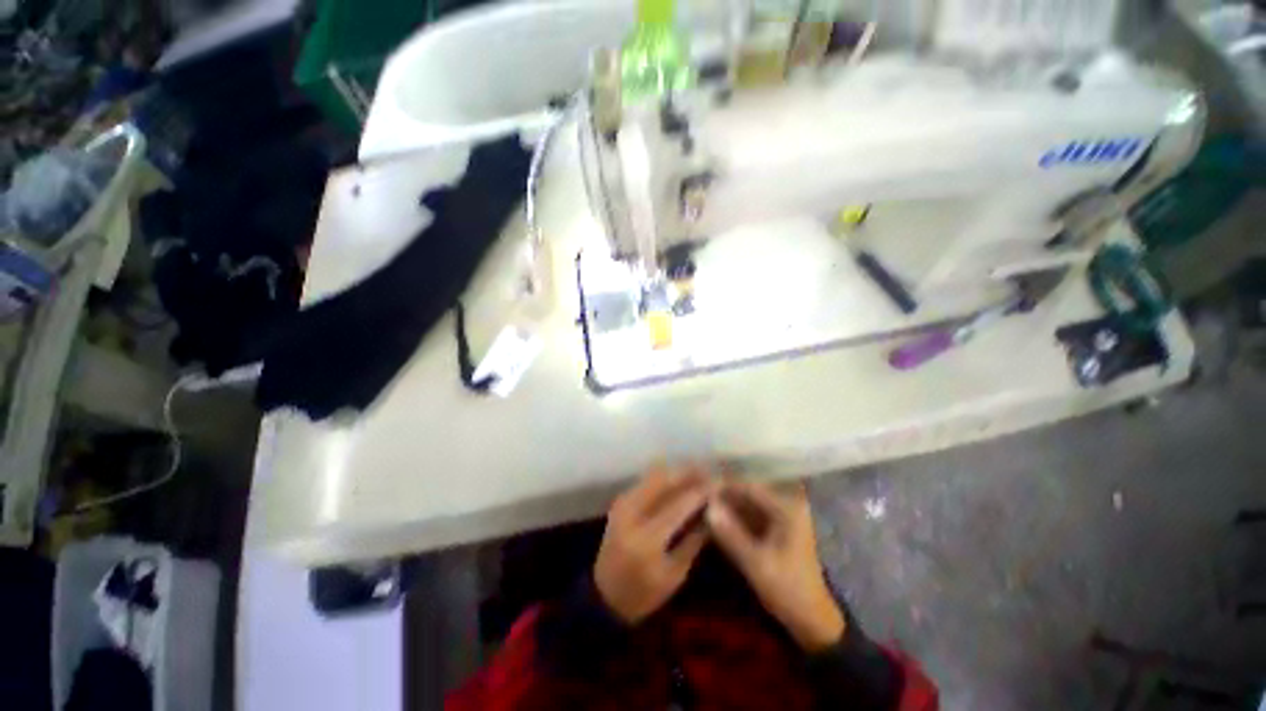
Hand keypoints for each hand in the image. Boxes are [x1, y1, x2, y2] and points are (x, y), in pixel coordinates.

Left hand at [594, 466, 711, 623]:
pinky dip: (665, 477)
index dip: (701, 491)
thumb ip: (694, 539)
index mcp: (646, 539)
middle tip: (709, 473)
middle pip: (664, 480)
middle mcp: (631, 513)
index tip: (720, 484)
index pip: (679, 504)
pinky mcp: (621, 500)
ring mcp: (623, 503)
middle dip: (689, 473)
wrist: (603, 595)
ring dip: (677, 472)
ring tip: (698, 475)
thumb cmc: (643, 594)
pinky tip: (680, 481)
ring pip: (654, 474)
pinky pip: (647, 480)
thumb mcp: (675, 574)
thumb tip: (713, 510)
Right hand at [706, 480, 845, 651]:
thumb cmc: (788, 590)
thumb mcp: (756, 564)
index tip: (698, 485)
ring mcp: (782, 511)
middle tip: (697, 490)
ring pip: (747, 498)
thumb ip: (731, 533)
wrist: (811, 618)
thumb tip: (707, 506)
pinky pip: (750, 508)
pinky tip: (715, 511)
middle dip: (724, 490)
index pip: (749, 485)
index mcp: (788, 507)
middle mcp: (787, 501)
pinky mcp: (775, 522)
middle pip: (748, 488)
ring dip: (727, 499)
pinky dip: (734, 510)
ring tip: (701, 498)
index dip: (723, 483)